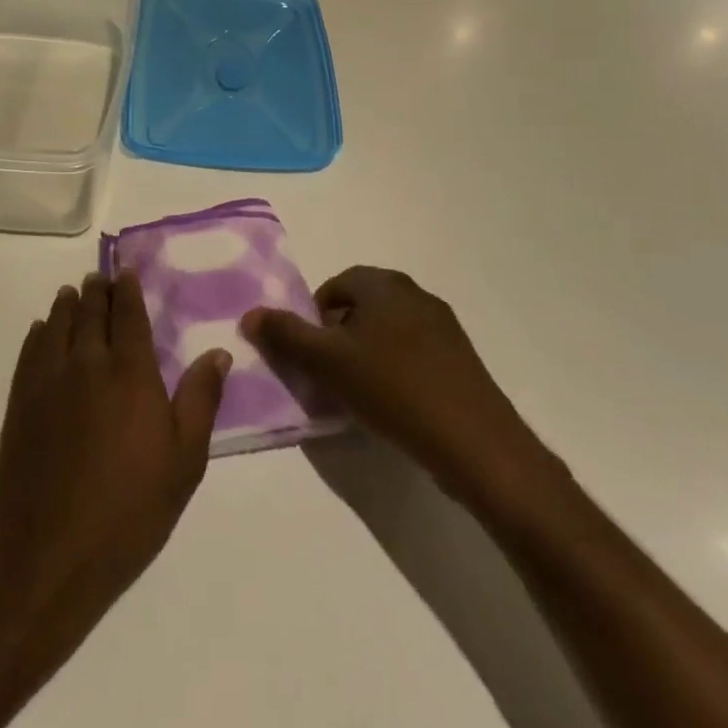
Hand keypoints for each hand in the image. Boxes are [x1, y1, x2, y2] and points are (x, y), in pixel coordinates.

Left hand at [0, 271, 230, 668]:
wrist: (50, 553)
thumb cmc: (129, 510)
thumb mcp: (184, 462)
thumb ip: (200, 400)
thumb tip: (218, 352)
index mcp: (131, 372)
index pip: (129, 315)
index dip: (127, 290)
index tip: (126, 273)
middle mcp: (88, 362)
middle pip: (91, 312)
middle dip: (97, 291)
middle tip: (99, 278)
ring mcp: (49, 379)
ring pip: (58, 324)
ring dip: (67, 304)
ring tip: (72, 293)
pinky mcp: (21, 401)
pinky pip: (31, 350)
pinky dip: (40, 332)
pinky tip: (43, 330)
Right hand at [242, 266, 553, 505]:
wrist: (477, 443)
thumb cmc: (393, 389)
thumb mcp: (327, 362)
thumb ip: (285, 335)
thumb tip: (250, 314)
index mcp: (383, 284)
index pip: (334, 286)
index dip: (314, 318)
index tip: (311, 355)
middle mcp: (414, 293)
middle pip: (361, 307)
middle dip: (339, 337)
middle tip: (329, 375)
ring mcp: (443, 326)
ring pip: (388, 331)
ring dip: (366, 354)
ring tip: (358, 394)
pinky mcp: (461, 358)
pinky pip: (414, 353)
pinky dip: (395, 370)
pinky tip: (393, 405)